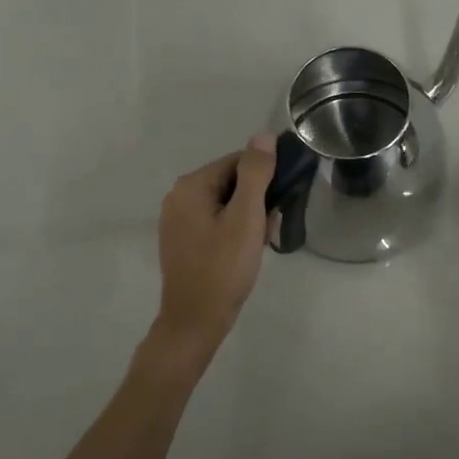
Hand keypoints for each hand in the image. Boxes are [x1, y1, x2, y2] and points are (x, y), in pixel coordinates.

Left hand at [146, 134, 276, 369]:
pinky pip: (216, 222)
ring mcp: (178, 220)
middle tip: (268, 228)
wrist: (195, 322)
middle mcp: (178, 197)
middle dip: (256, 201)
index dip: (264, 178)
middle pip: (231, 182)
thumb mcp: (246, 217)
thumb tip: (263, 136)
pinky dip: (234, 231)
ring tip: (258, 244)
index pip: (238, 162)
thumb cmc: (223, 268)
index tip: (280, 202)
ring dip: (248, 218)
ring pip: (226, 204)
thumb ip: (255, 173)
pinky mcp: (182, 241)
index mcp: (191, 186)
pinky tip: (245, 252)